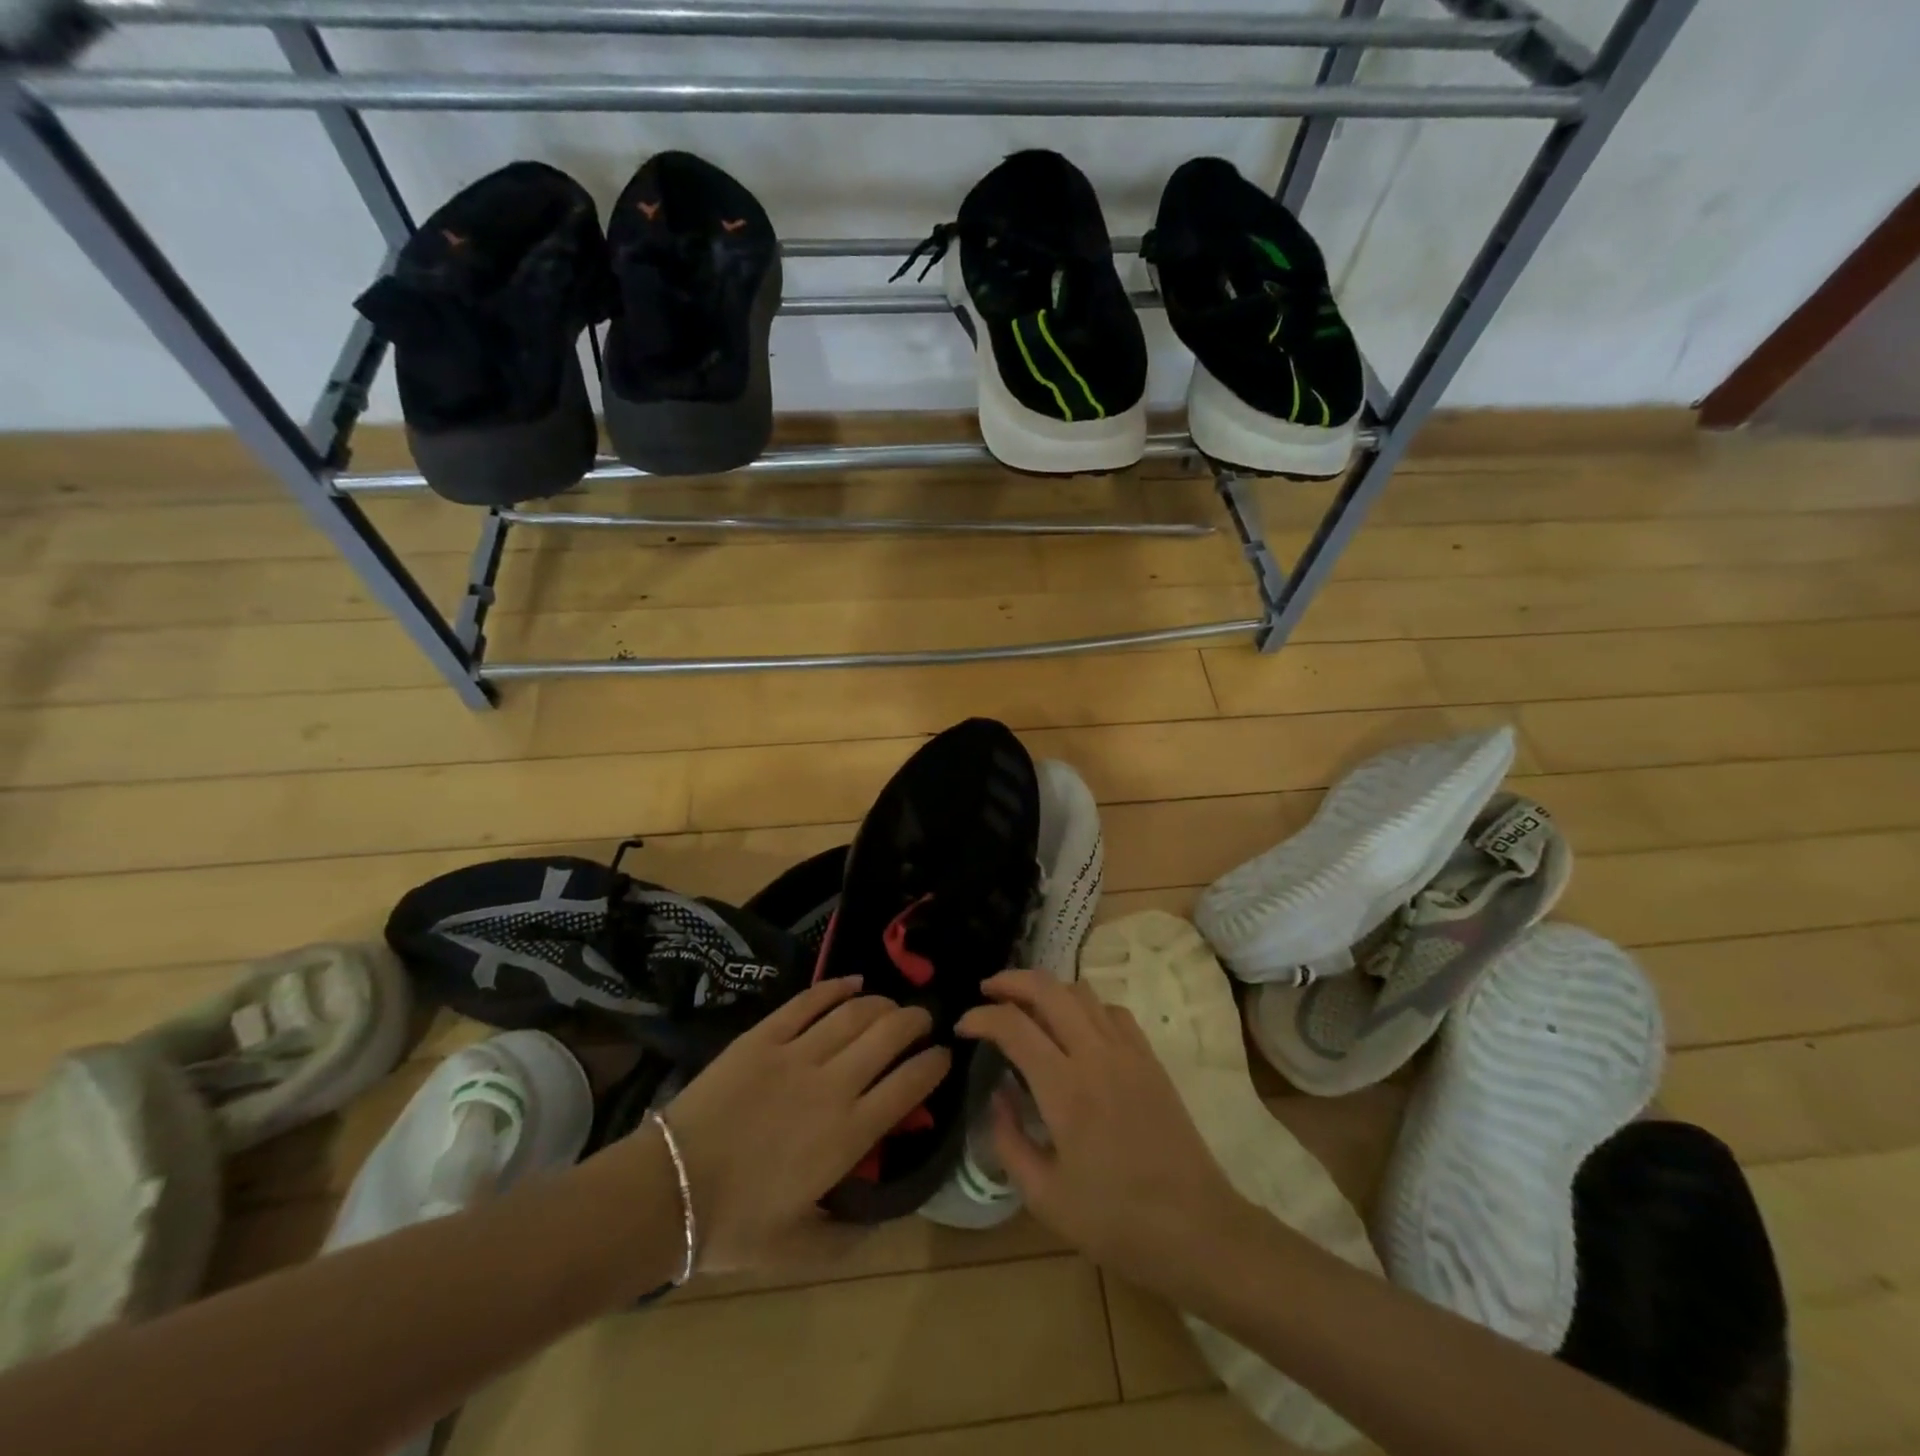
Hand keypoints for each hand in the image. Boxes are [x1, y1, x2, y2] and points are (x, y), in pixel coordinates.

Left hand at [632, 977, 948, 1274]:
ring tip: (892, 1005)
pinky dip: (836, 987)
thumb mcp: (799, 1249)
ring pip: (855, 1012)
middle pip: (890, 1034)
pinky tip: (854, 982)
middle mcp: (833, 1085)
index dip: (935, 1064)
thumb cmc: (733, 1226)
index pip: (910, 1084)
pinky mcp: (763, 1035)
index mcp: (848, 1135)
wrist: (666, 1192)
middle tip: (924, 1021)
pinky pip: (809, 1001)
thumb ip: (849, 1237)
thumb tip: (886, 1219)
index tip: (943, 1056)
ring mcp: (796, 1054)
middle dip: (917, 1021)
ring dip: (883, 1003)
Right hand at [956, 970, 1258, 1300]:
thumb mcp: (1045, 1197)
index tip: (962, 1026)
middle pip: (1048, 988)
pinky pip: (1112, 1011)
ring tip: (1026, 1004)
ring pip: (1081, 992)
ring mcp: (1127, 1052)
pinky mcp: (1150, 1059)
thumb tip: (997, 1095)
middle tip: (987, 990)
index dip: (981, 1017)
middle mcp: (1095, 1054)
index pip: (1012, 1026)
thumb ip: (1009, 1140)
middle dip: (1010, 980)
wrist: (1197, 1229)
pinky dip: (1084, 1006)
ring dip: (1047, 989)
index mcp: (1064, 1088)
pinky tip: (1075, 1027)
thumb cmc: (1116, 1221)